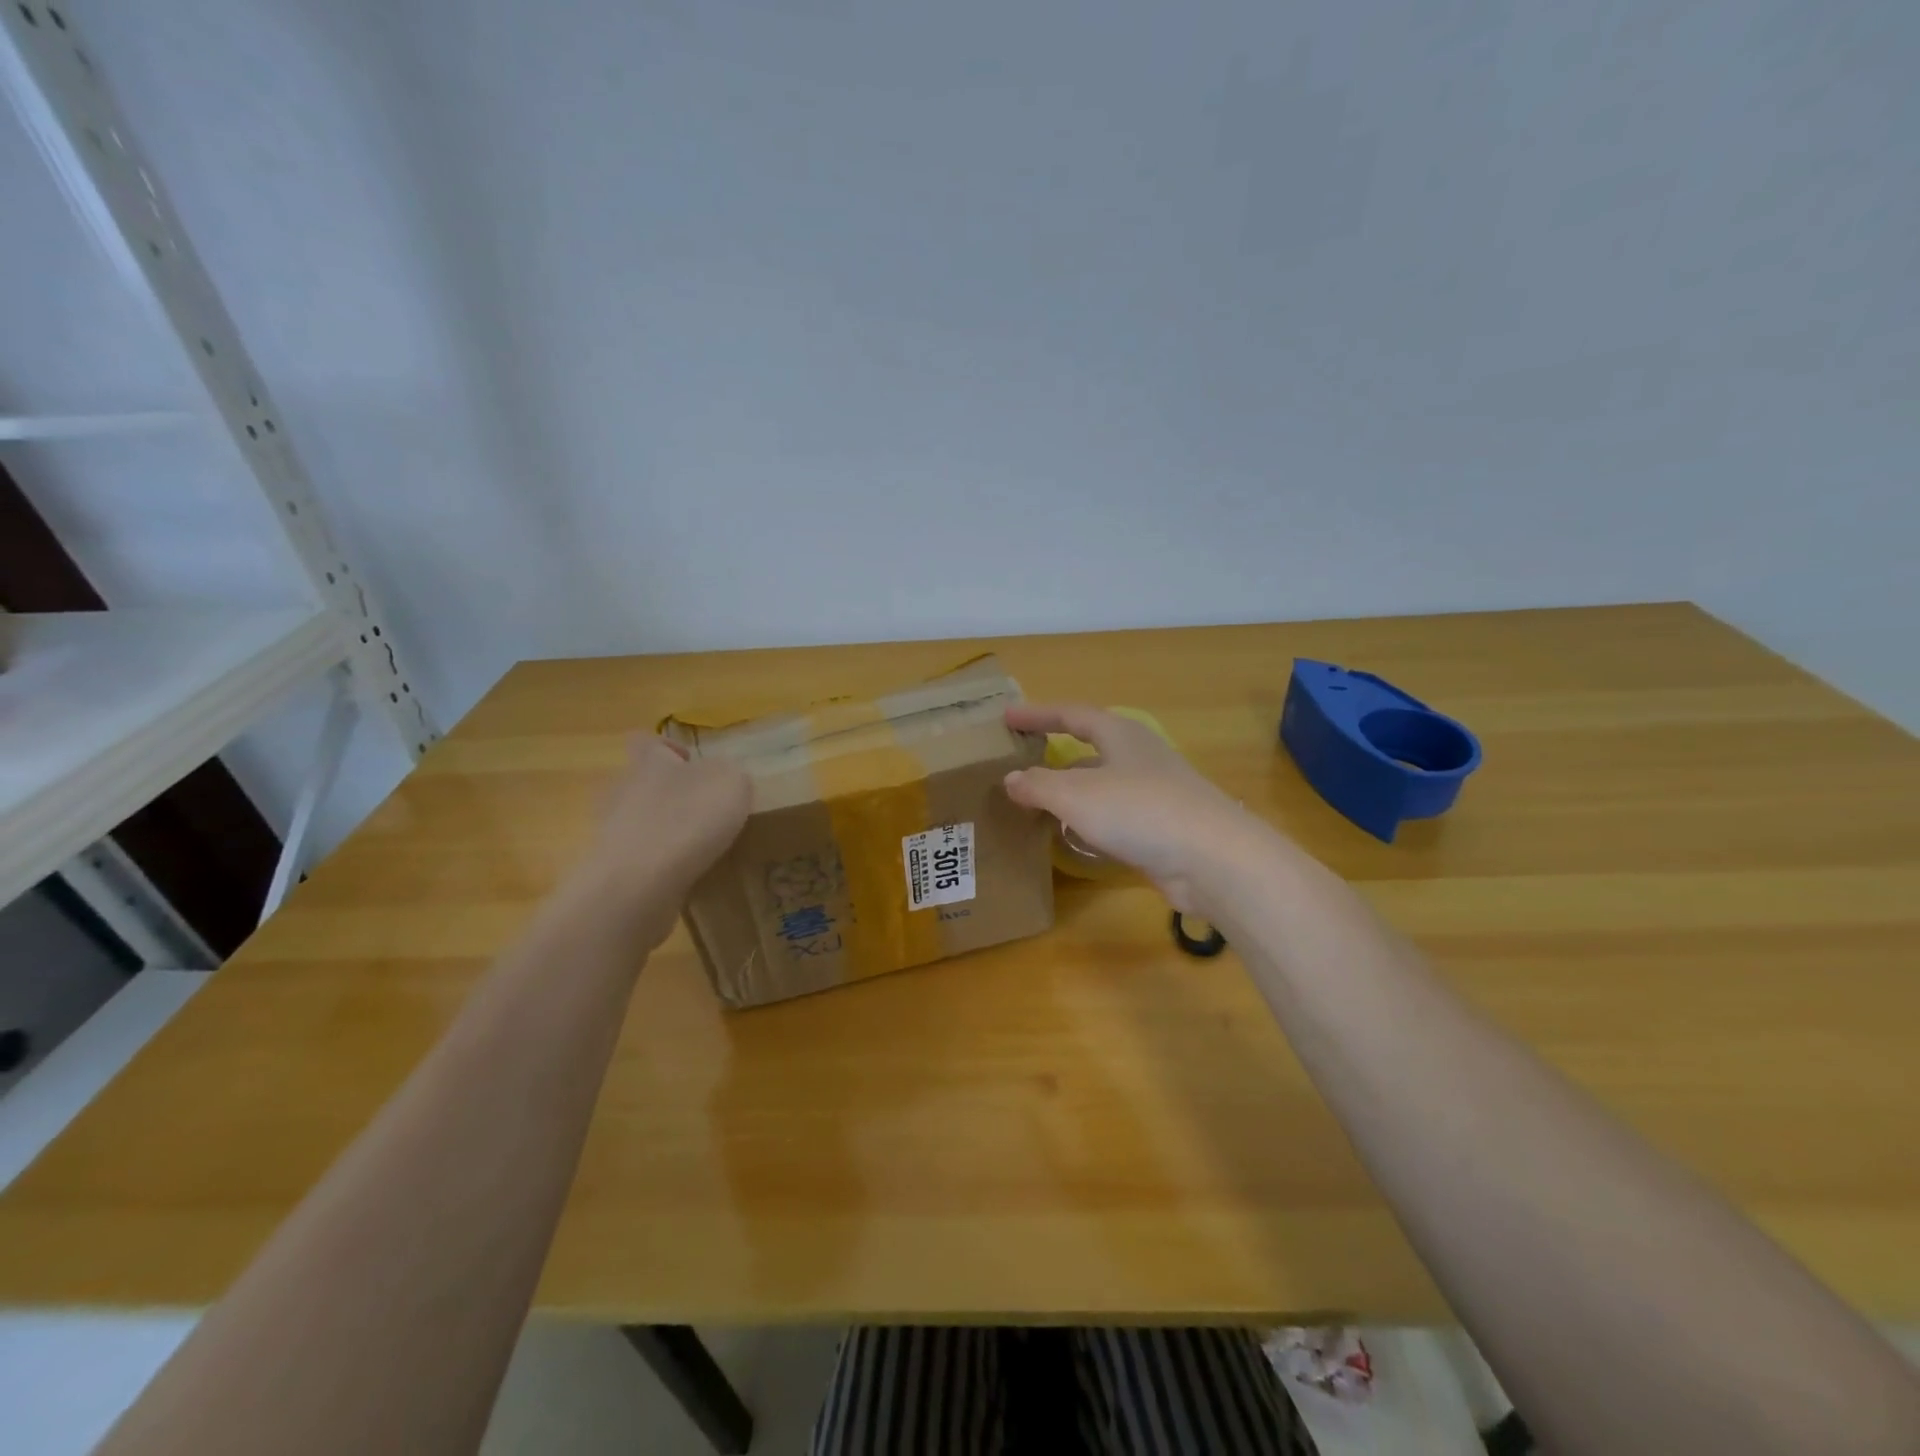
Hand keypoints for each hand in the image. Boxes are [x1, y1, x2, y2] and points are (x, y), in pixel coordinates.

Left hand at [579, 736, 750, 940]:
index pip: (646, 741)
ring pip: (638, 821)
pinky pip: (638, 858)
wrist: (640, 883)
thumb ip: (730, 775)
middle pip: (641, 781)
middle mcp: (622, 790)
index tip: (691, 762)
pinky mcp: (611, 869)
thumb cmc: (688, 819)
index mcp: (649, 762)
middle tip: (704, 810)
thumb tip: (723, 778)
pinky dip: (658, 864)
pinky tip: (684, 876)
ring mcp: (610, 831)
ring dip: (663, 830)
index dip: (668, 747)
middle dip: (669, 793)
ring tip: (698, 847)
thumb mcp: (731, 783)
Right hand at [1003, 703, 1268, 913]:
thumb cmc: (1139, 811)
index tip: (1007, 718)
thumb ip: (1038, 785)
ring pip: (1103, 784)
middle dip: (1055, 753)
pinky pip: (1116, 816)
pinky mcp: (1163, 827)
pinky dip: (1090, 821)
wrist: (1212, 859)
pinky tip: (1076, 839)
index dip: (1037, 714)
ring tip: (1039, 803)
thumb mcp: (1075, 795)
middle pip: (1090, 747)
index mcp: (1120, 735)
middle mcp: (1139, 757)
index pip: (1071, 715)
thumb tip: (1010, 779)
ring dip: (1072, 790)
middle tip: (1022, 761)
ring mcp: (1155, 792)